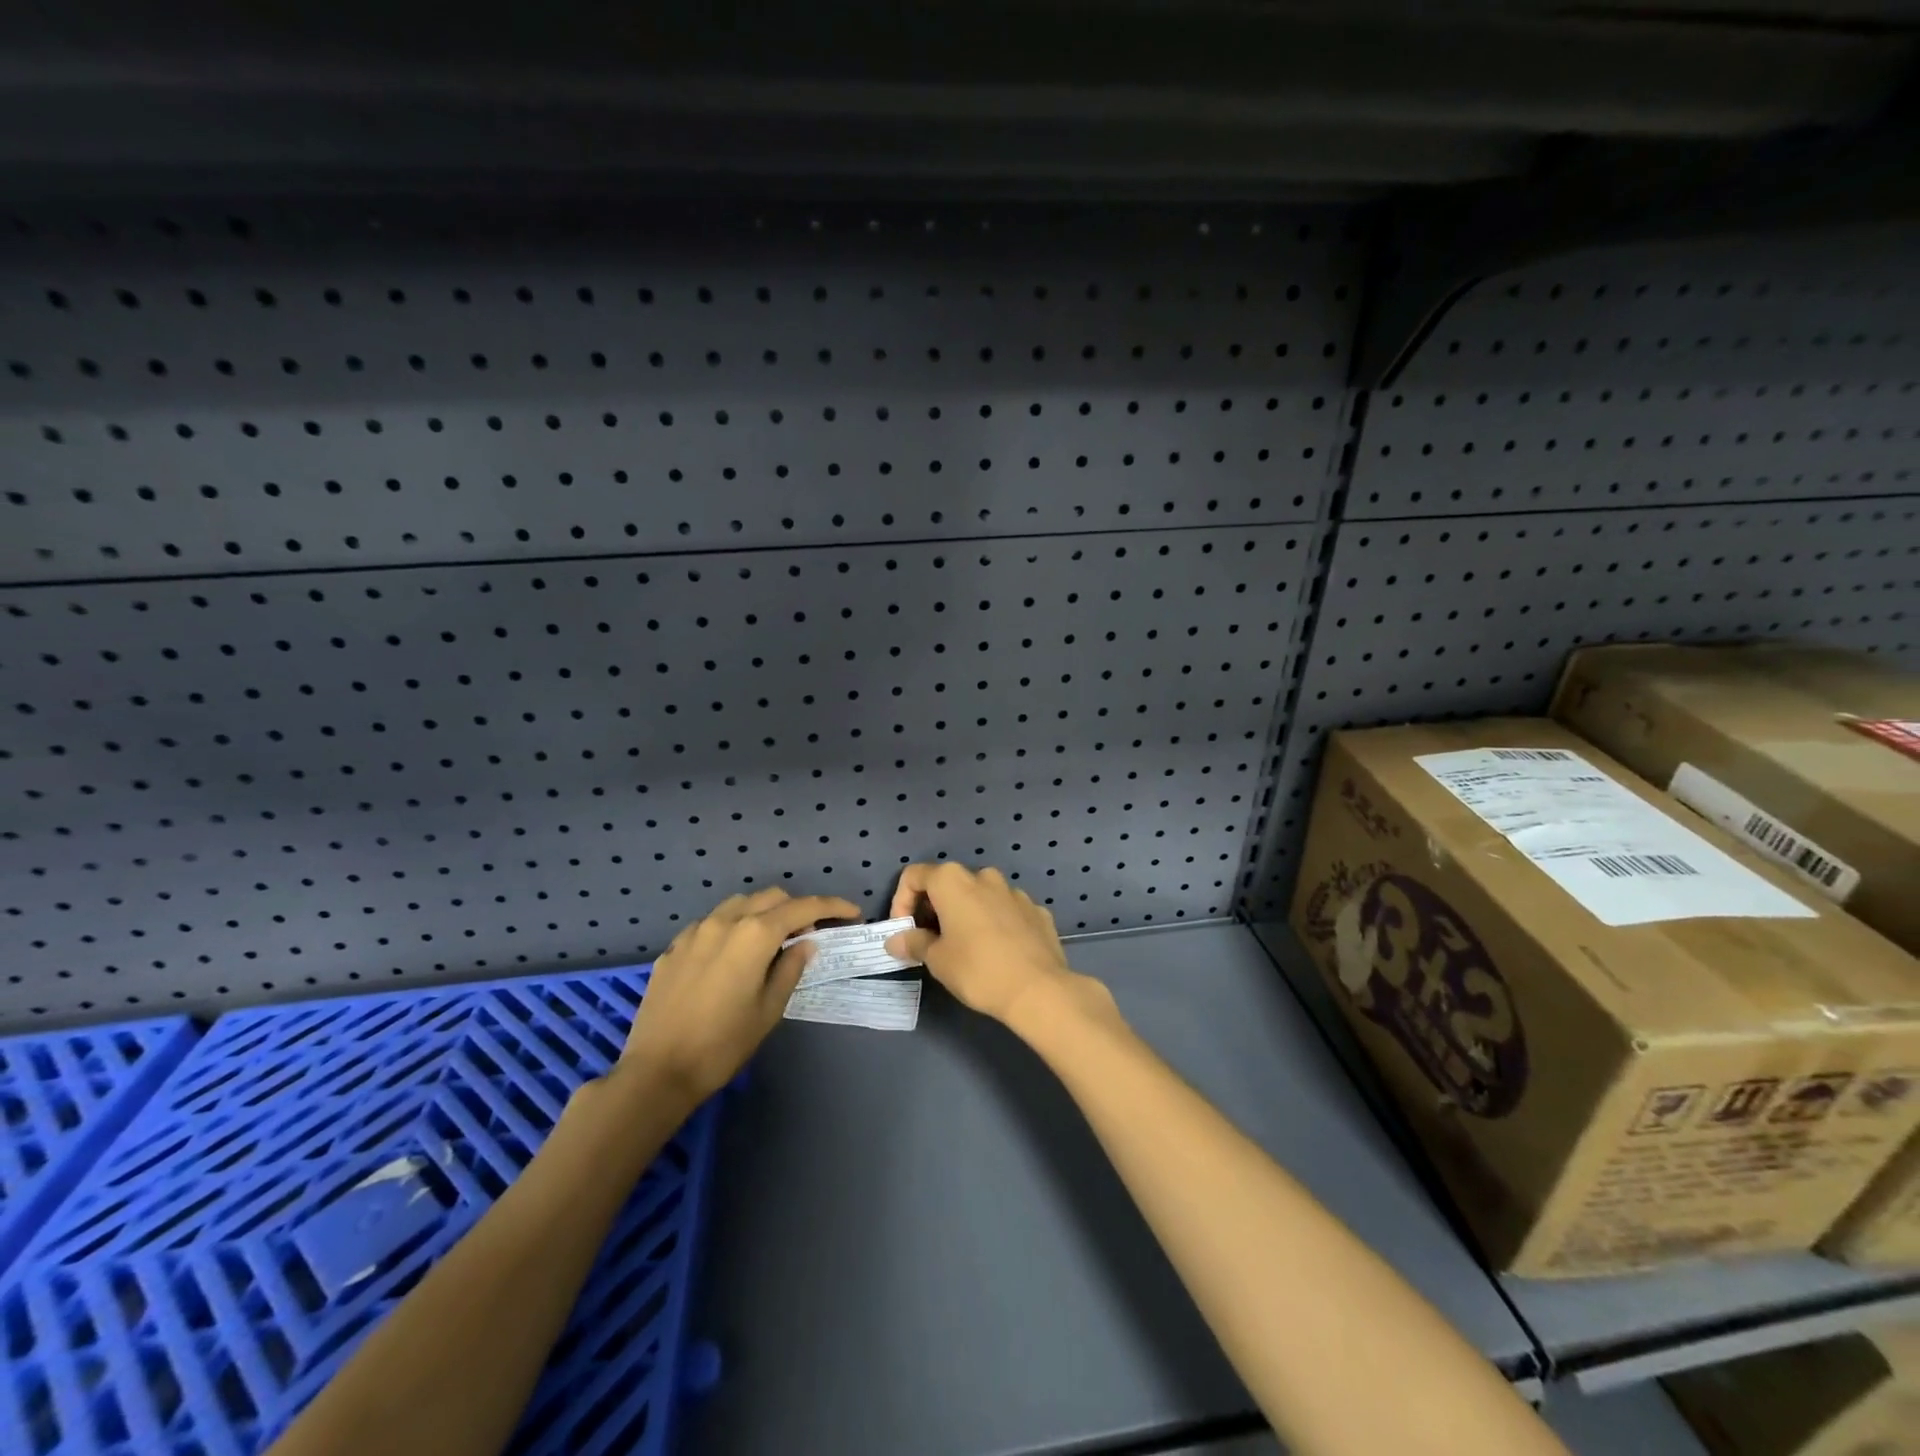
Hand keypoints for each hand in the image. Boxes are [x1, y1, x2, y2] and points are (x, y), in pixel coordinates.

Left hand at [621, 888, 858, 1099]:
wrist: (657, 1071)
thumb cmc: (723, 1044)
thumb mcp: (769, 1009)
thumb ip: (791, 968)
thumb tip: (805, 943)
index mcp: (754, 934)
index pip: (803, 908)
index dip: (832, 906)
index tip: (852, 912)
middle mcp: (725, 921)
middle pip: (771, 897)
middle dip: (796, 908)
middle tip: (810, 934)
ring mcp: (695, 931)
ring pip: (739, 904)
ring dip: (763, 912)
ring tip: (771, 940)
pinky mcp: (674, 947)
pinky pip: (711, 923)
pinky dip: (732, 927)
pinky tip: (732, 955)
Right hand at [885, 863, 1085, 1026]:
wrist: (1038, 989)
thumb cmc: (977, 970)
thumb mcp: (937, 960)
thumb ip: (913, 943)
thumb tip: (896, 940)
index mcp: (953, 881)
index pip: (914, 876)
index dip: (901, 901)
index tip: (905, 931)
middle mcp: (984, 877)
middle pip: (949, 883)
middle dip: (934, 908)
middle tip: (931, 941)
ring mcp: (1014, 892)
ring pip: (981, 896)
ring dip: (967, 914)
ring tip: (966, 947)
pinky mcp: (1037, 910)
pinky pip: (1006, 911)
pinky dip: (995, 923)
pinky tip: (998, 951)